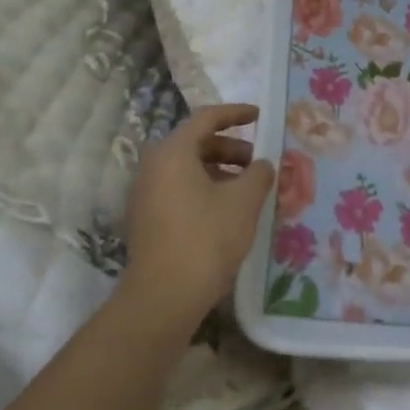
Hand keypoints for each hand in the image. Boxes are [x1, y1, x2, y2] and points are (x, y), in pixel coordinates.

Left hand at [119, 104, 274, 328]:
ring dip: (219, 170)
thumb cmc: (207, 237)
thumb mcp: (244, 201)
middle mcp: (153, 166)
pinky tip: (227, 210)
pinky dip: (205, 188)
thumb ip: (259, 173)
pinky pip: (179, 189)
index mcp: (173, 152)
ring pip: (187, 168)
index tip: (259, 115)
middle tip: (258, 162)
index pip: (206, 118)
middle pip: (195, 143)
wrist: (164, 296)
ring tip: (247, 188)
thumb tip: (262, 164)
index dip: (236, 113)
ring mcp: (146, 194)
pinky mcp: (147, 218)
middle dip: (230, 147)